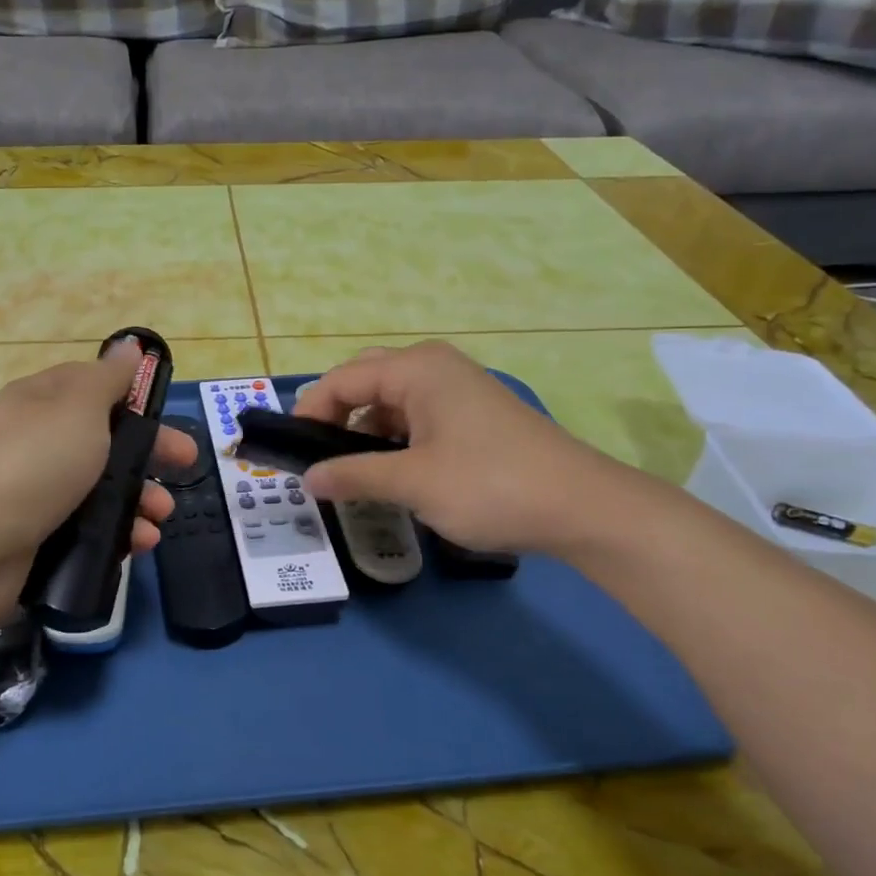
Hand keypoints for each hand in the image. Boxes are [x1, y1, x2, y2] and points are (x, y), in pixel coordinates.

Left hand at [0, 341, 195, 623]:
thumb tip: (126, 346)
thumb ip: (108, 379)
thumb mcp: (78, 407)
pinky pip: (91, 528)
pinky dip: (119, 533)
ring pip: (102, 488)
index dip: (131, 396)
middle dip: (149, 452)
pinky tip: (139, 543)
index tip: (163, 412)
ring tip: (160, 516)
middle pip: (105, 440)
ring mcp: (38, 491)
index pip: (92, 387)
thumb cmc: (35, 462)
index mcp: (42, 401)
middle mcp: (39, 441)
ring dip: (140, 498)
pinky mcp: (41, 536)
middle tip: (186, 464)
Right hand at [294, 340, 636, 556]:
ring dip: (365, 431)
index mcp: (416, 369)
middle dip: (335, 415)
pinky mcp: (473, 415)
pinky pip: (416, 417)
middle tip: (317, 455)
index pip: (342, 379)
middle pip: (365, 381)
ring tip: (350, 470)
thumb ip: (352, 475)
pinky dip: (394, 440)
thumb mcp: (412, 483)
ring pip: (391, 402)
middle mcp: (434, 367)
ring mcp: (457, 390)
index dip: (310, 412)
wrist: (583, 507)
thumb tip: (307, 479)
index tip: (292, 451)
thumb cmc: (490, 485)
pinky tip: (391, 471)